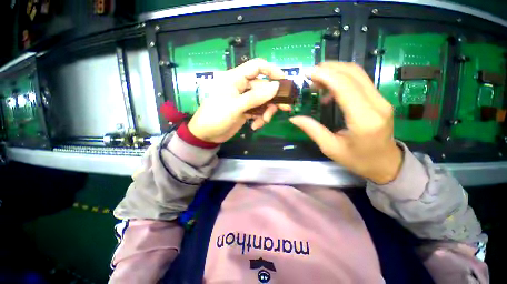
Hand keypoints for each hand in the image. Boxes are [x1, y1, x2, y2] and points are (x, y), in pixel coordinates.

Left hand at [188, 58, 287, 142]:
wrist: (206, 135)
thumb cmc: (216, 117)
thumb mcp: (235, 107)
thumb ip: (255, 97)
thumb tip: (276, 87)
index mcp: (235, 78)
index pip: (257, 67)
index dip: (272, 71)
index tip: (284, 82)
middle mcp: (241, 87)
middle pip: (264, 87)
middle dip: (272, 99)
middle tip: (284, 109)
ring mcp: (244, 100)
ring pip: (263, 101)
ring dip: (266, 112)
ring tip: (263, 122)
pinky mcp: (245, 111)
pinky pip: (259, 111)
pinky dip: (260, 119)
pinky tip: (254, 127)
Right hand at [290, 62, 402, 183]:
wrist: (386, 164)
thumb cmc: (358, 160)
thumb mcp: (330, 148)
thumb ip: (312, 130)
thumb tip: (294, 118)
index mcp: (364, 120)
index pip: (345, 87)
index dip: (326, 76)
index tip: (308, 73)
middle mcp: (377, 104)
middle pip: (353, 74)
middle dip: (329, 69)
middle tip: (310, 75)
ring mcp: (381, 100)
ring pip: (358, 74)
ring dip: (335, 71)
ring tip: (317, 81)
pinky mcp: (379, 99)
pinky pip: (360, 81)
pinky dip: (342, 79)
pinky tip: (329, 89)